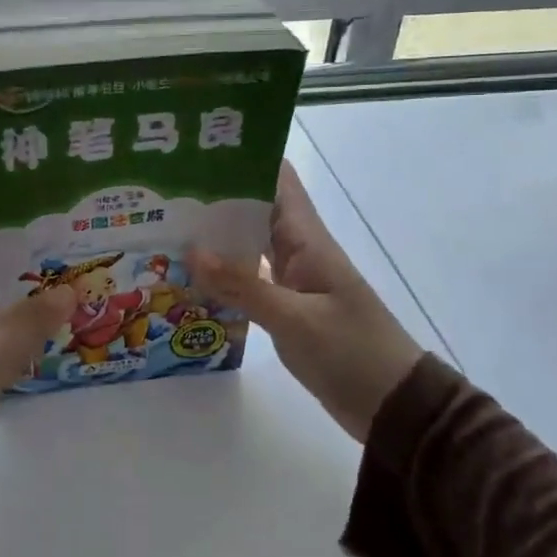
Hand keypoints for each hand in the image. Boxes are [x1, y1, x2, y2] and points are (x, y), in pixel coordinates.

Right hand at [190, 163, 422, 443]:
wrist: (393, 404)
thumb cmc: (352, 352)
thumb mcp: (295, 319)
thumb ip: (243, 286)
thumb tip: (191, 250)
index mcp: (308, 240)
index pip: (278, 180)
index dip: (244, 158)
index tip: (198, 151)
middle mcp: (298, 250)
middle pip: (255, 209)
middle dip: (215, 197)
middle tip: (163, 193)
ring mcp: (293, 279)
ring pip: (249, 244)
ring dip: (215, 236)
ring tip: (166, 227)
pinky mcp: (286, 306)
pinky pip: (250, 278)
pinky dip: (224, 273)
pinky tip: (192, 276)